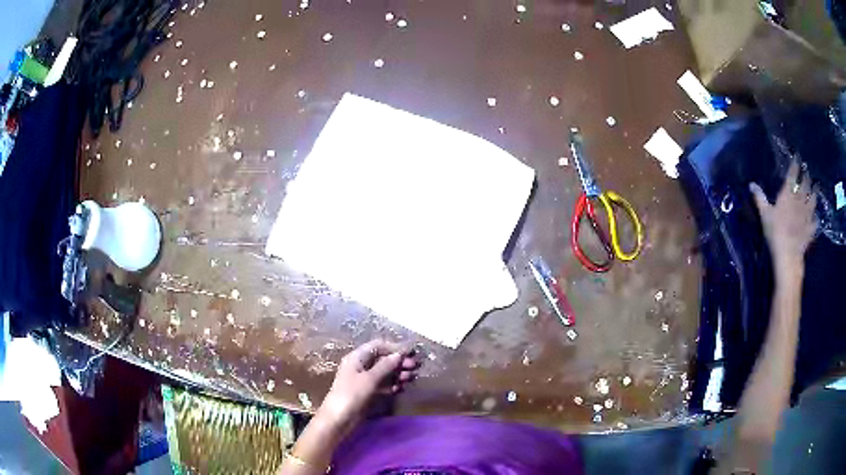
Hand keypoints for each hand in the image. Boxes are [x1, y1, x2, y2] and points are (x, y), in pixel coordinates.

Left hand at [317, 340, 420, 431]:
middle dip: (398, 361)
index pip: (377, 346)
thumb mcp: (369, 379)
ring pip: (384, 372)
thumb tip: (399, 354)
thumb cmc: (351, 395)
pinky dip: (392, 385)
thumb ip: (385, 366)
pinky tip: (400, 389)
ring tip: (410, 378)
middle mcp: (360, 366)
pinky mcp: (367, 393)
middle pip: (382, 359)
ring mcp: (364, 380)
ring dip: (397, 373)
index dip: (394, 348)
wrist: (338, 419)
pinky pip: (382, 385)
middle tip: (414, 367)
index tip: (411, 353)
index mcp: (357, 357)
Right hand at [750, 161, 817, 273]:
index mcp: (788, 194)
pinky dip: (816, 218)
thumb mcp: (764, 215)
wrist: (788, 254)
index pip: (793, 175)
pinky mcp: (810, 229)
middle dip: (806, 176)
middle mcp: (800, 201)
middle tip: (807, 171)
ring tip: (815, 187)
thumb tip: (751, 184)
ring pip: (812, 200)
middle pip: (805, 185)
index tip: (797, 157)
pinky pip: (815, 221)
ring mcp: (807, 215)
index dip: (795, 164)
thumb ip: (760, 198)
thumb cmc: (775, 232)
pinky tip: (816, 217)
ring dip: (814, 193)